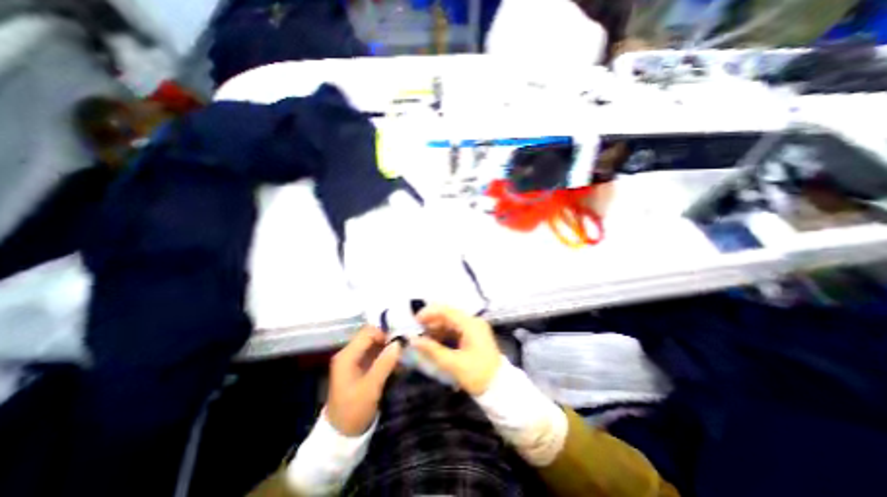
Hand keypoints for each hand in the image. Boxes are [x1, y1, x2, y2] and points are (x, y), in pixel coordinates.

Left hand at [324, 329, 401, 435]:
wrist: (341, 435)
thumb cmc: (354, 410)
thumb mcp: (371, 387)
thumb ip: (385, 363)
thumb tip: (399, 343)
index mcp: (347, 356)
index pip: (368, 333)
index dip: (384, 333)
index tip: (399, 342)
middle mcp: (349, 353)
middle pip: (371, 337)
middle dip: (388, 339)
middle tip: (404, 346)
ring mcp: (354, 360)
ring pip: (375, 345)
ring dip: (389, 348)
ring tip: (403, 354)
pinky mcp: (360, 367)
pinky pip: (375, 354)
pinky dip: (386, 356)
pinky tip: (397, 363)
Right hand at [413, 303, 500, 396]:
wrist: (500, 388)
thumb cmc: (477, 375)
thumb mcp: (453, 363)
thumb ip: (432, 350)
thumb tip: (413, 340)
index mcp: (470, 324)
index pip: (446, 311)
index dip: (429, 313)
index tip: (415, 321)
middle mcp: (473, 322)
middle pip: (448, 315)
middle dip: (431, 322)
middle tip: (416, 333)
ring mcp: (475, 328)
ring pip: (451, 323)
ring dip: (436, 329)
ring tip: (423, 340)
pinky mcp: (474, 335)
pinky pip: (456, 330)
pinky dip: (444, 334)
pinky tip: (435, 343)